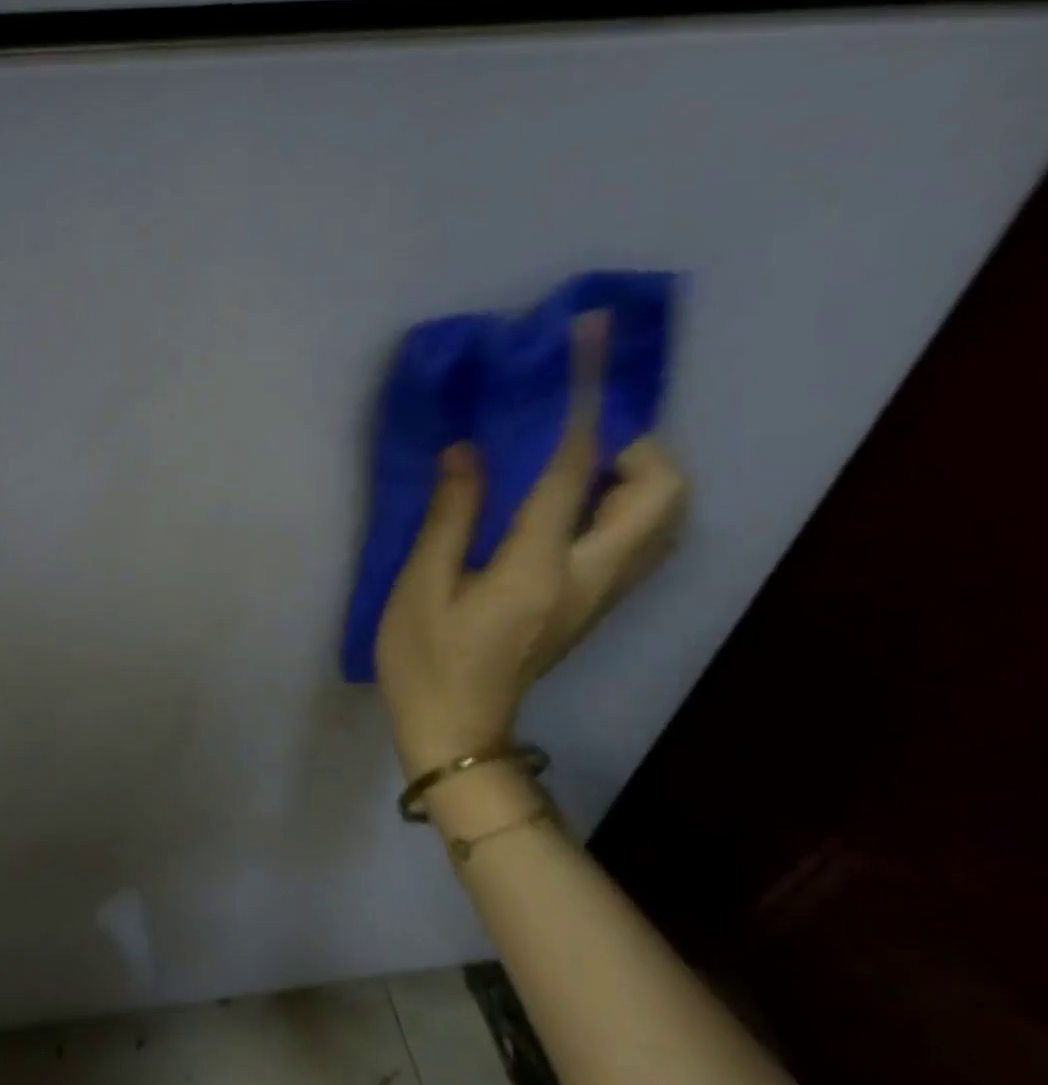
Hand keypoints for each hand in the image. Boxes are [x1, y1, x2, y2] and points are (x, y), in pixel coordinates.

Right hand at [375, 314, 687, 778]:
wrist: (457, 732)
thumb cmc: (425, 659)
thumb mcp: (420, 585)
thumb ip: (451, 515)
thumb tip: (470, 451)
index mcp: (538, 569)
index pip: (572, 472)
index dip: (582, 406)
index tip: (590, 352)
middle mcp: (590, 578)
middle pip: (663, 499)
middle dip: (640, 447)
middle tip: (582, 431)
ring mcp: (600, 595)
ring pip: (663, 522)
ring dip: (638, 476)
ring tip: (577, 459)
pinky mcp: (594, 605)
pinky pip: (638, 541)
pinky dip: (624, 504)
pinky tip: (570, 498)